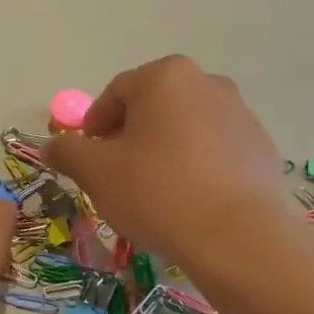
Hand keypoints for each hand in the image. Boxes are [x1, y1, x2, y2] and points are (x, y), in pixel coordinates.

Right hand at [44, 56, 289, 263]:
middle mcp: (207, 83)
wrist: (235, 236)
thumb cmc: (156, 192)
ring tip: (153, 193)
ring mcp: (240, 114)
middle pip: (153, 108)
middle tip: (116, 176)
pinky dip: (195, 168)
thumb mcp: (96, 172)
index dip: (93, 125)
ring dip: (162, 152)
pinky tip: (188, 202)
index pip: (115, 93)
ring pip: (185, 129)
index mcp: (165, 77)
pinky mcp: (261, 147)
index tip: (87, 158)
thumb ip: (68, 151)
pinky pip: (214, 151)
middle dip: (129, 138)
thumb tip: (52, 145)